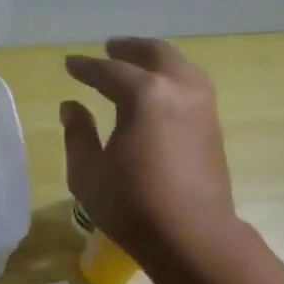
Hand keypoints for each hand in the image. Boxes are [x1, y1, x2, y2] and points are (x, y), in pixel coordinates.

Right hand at [60, 37, 236, 267]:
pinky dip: (171, 77)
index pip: (109, 72)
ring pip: (179, 66)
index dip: (86, 68)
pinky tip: (159, 92)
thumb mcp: (88, 174)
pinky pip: (190, 84)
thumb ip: (77, 135)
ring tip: (137, 65)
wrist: (192, 235)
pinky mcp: (213, 124)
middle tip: (110, 48)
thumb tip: (71, 107)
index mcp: (144, 95)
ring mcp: (202, 105)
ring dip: (155, 60)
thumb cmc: (132, 207)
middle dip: (128, 49)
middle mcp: (178, 88)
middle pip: (153, 54)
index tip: (70, 64)